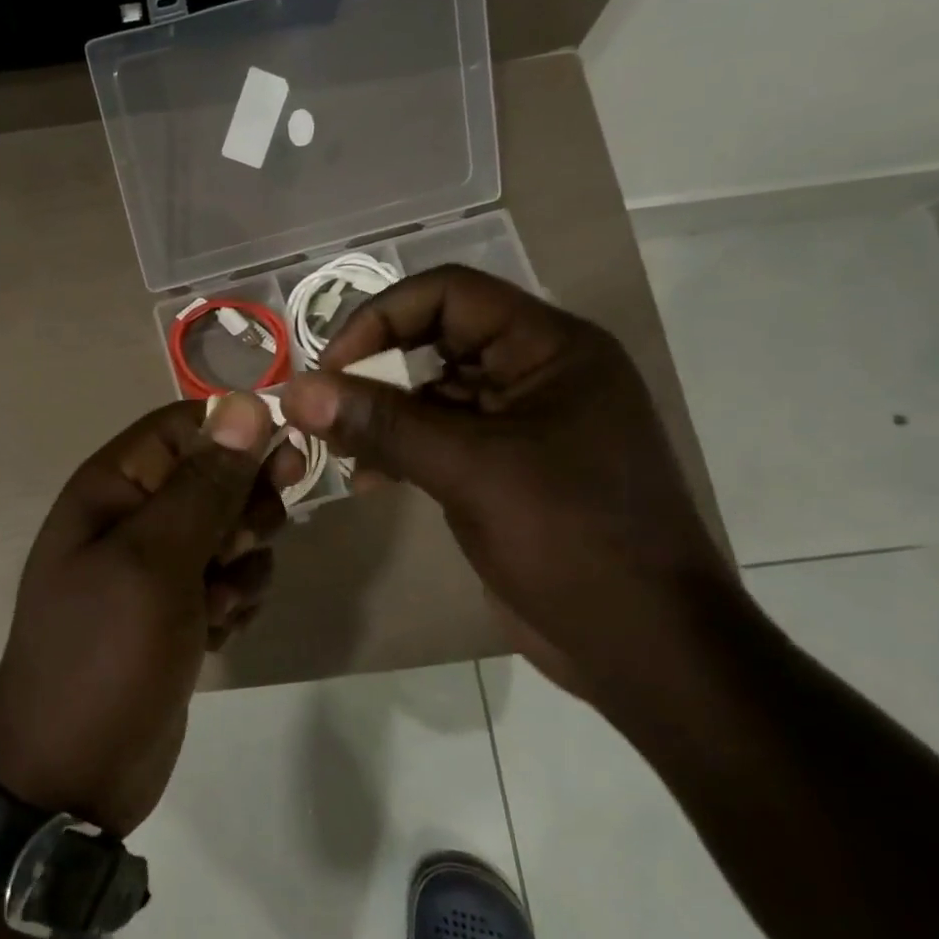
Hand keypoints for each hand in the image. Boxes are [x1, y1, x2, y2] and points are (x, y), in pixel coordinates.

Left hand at [0, 395, 301, 835]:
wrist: (73, 775)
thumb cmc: (105, 656)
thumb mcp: (154, 562)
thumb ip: (203, 485)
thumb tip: (246, 405)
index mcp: (111, 488)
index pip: (184, 427)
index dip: (237, 436)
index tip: (284, 465)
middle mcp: (132, 518)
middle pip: (216, 478)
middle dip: (242, 512)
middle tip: (237, 550)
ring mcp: (155, 569)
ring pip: (231, 533)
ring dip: (241, 567)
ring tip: (215, 607)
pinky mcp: (177, 611)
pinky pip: (228, 581)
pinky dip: (233, 603)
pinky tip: (214, 635)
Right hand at [280, 265, 736, 704]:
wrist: (642, 644)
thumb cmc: (572, 539)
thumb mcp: (472, 471)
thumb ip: (383, 424)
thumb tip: (297, 392)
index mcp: (551, 348)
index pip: (450, 294)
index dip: (382, 318)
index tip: (330, 368)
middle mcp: (535, 373)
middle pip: (434, 340)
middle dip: (373, 370)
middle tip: (321, 410)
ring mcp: (519, 425)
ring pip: (429, 394)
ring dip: (377, 415)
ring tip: (334, 449)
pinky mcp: (501, 470)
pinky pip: (435, 439)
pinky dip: (395, 450)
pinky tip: (365, 480)